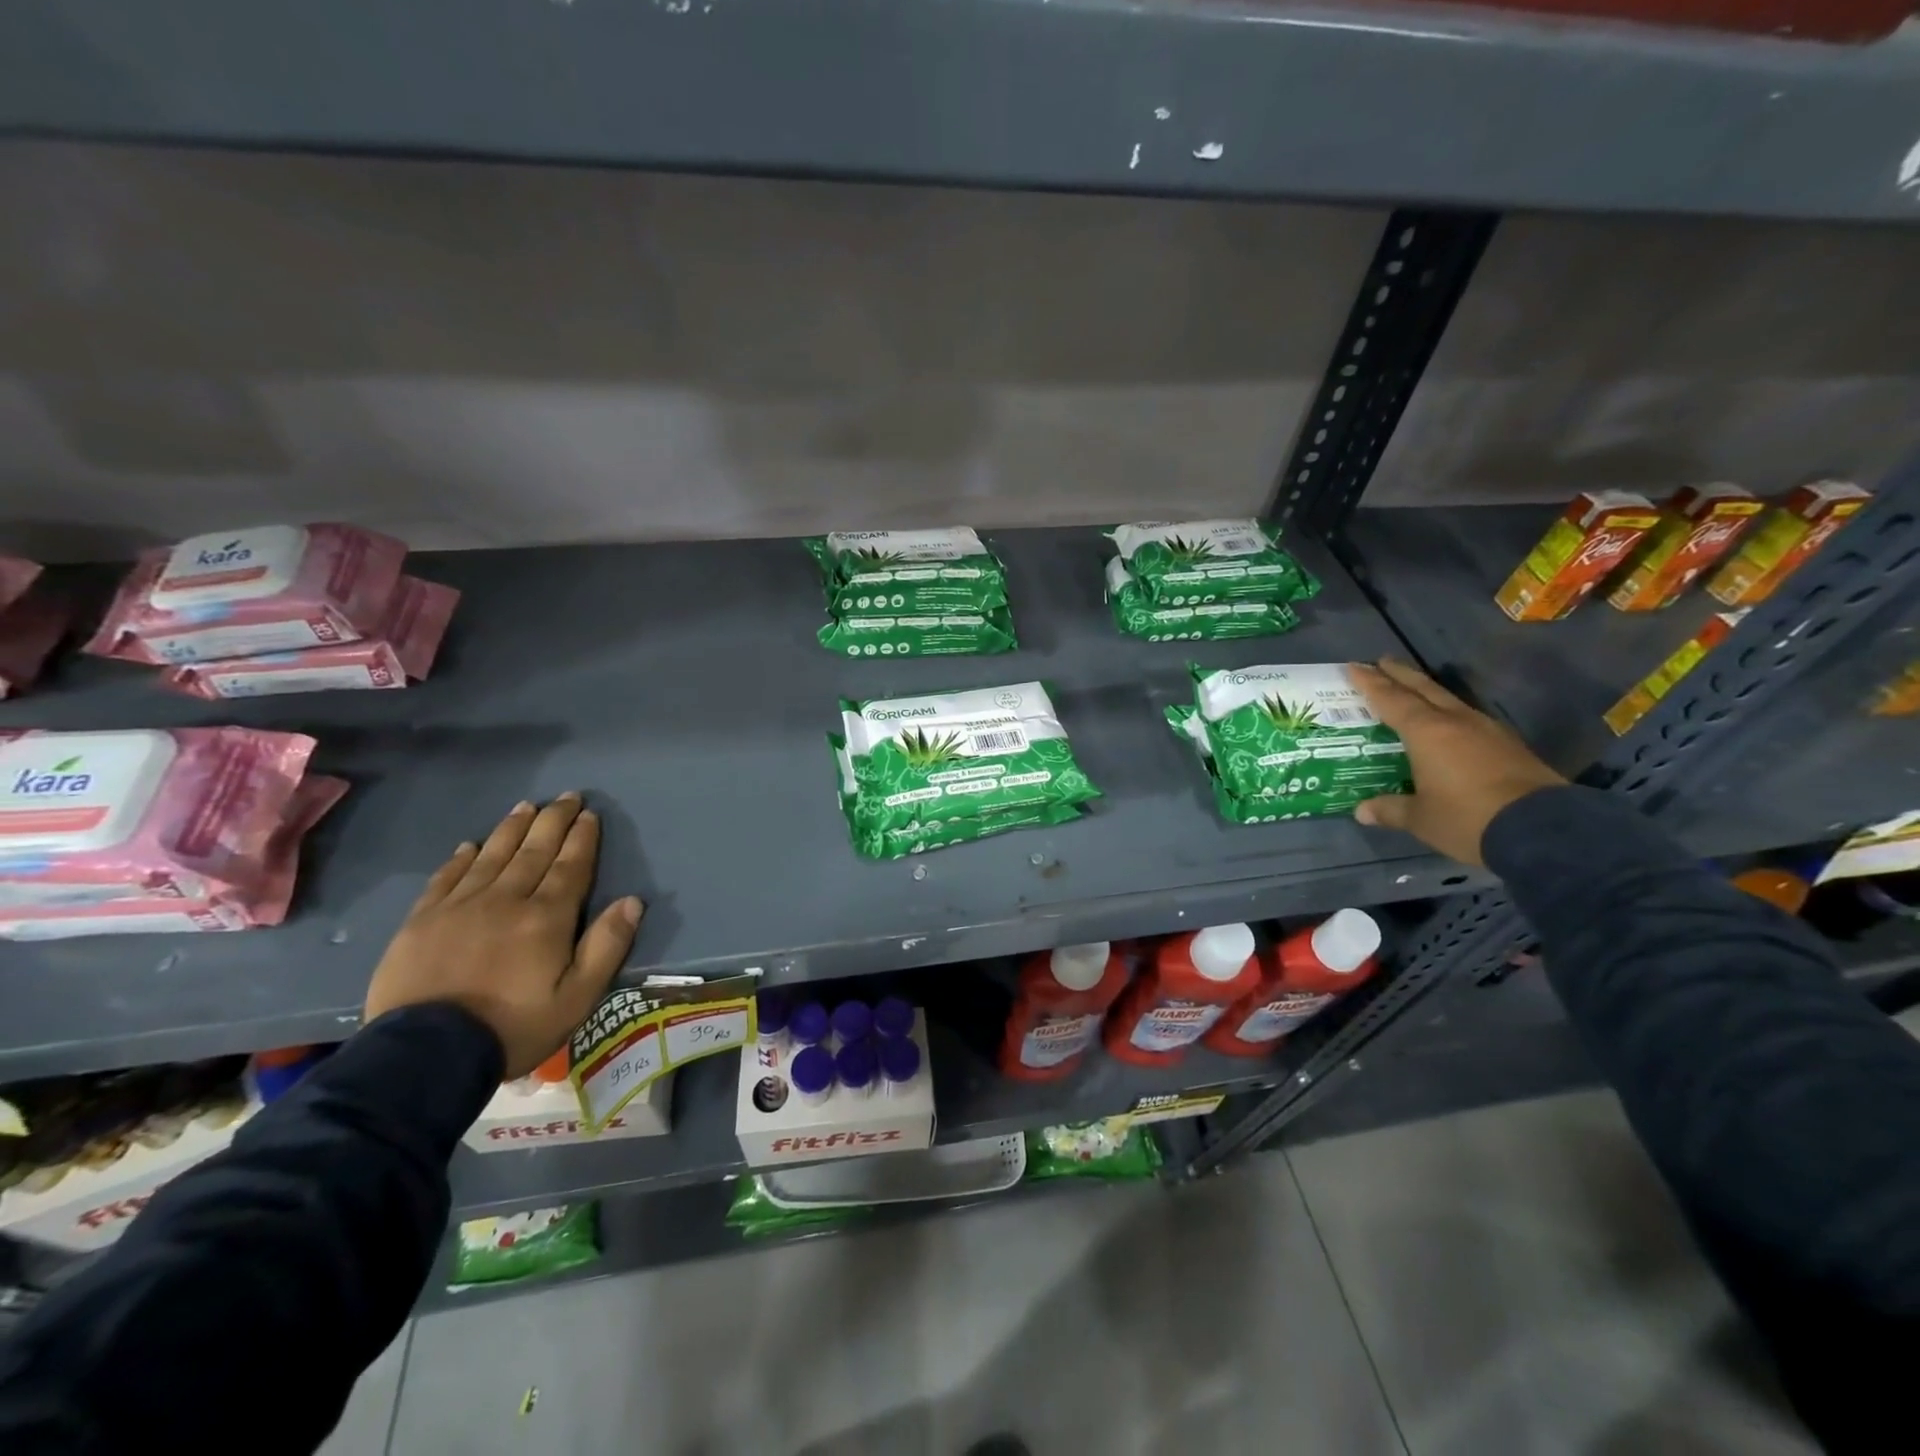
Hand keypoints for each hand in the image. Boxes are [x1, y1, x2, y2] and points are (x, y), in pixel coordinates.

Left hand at [364, 794, 643, 1077]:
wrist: (424, 1056)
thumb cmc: (513, 1027)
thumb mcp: (577, 998)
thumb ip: (606, 947)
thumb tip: (632, 901)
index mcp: (546, 917)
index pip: (571, 866)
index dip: (582, 838)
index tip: (589, 814)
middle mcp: (505, 900)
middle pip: (534, 851)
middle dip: (553, 821)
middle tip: (567, 796)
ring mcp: (459, 907)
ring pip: (492, 856)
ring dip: (512, 828)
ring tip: (526, 806)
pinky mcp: (421, 921)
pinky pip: (446, 878)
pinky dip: (461, 858)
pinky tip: (470, 845)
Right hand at [1349, 658, 1565, 866]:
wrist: (1542, 828)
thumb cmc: (1467, 818)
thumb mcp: (1421, 819)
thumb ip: (1390, 809)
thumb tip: (1362, 811)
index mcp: (1426, 732)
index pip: (1391, 700)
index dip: (1370, 683)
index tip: (1354, 666)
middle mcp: (1455, 722)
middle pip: (1423, 689)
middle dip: (1400, 674)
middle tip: (1382, 662)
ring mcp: (1487, 730)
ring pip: (1449, 700)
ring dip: (1427, 691)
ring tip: (1412, 689)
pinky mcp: (1508, 745)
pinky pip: (1468, 718)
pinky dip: (1449, 713)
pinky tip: (1448, 722)